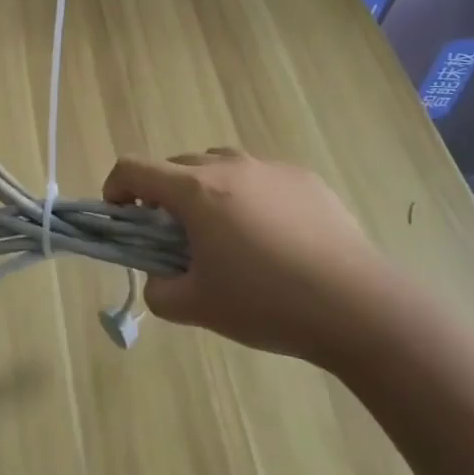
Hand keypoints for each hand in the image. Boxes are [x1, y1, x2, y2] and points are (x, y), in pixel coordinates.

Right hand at [105, 149, 404, 366]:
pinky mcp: (306, 179)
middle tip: (175, 237)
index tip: (120, 216)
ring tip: (225, 233)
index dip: (115, 188)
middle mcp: (229, 167)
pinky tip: (273, 238)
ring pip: (219, 166)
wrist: (358, 308)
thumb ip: (160, 291)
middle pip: (176, 166)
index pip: (134, 169)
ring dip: (205, 191)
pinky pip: (260, 178)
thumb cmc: (267, 303)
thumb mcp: (198, 308)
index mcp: (195, 191)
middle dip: (162, 195)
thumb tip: (159, 278)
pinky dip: (249, 197)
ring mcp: (271, 169)